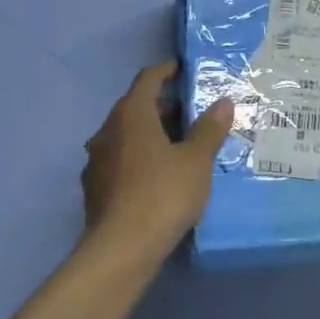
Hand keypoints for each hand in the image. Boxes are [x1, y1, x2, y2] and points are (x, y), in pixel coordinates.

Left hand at [82, 63, 233, 257]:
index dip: (166, 71)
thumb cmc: (163, 194)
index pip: (147, 79)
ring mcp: (97, 161)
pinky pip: (122, 160)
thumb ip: (209, 129)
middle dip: (164, 106)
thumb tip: (223, 102)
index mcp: (131, 115)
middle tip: (193, 111)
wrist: (122, 249)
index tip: (183, 69)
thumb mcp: (196, 160)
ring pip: (127, 136)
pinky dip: (141, 157)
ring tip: (181, 143)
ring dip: (151, 133)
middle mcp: (107, 131)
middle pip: (135, 107)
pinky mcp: (96, 188)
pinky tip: (160, 174)